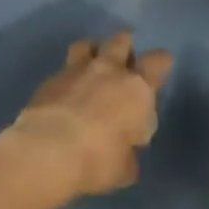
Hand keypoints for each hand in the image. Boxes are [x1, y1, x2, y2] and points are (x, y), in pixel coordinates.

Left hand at [7, 32, 172, 197]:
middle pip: (121, 40)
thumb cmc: (98, 160)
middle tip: (123, 63)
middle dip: (125, 47)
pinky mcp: (49, 80)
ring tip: (91, 67)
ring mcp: (76, 71)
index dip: (160, 63)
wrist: (48, 151)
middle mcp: (109, 71)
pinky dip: (67, 77)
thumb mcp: (125, 168)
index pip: (158, 61)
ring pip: (87, 44)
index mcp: (137, 89)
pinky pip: (63, 69)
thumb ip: (128, 154)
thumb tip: (124, 153)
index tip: (157, 71)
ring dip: (92, 51)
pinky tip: (65, 93)